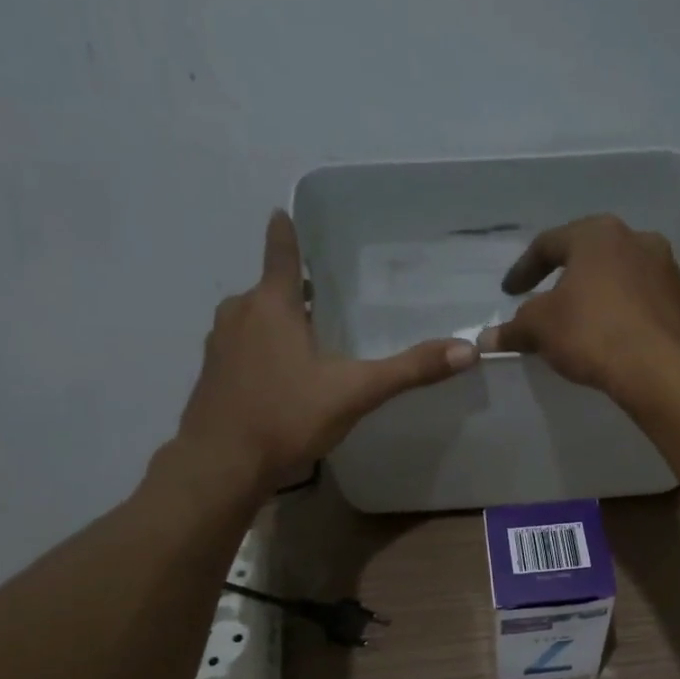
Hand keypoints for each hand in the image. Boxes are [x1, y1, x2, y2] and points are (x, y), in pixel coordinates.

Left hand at [175, 212, 477, 483]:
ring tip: (307, 340)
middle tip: (323, 297)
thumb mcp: (355, 392)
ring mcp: (219, 345)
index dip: (285, 233)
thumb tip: (468, 351)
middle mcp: (239, 314)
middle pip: (268, 290)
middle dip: (292, 292)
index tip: (282, 213)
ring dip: (275, 323)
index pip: (280, 253)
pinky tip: (280, 379)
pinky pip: (240, 349)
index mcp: (271, 305)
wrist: (222, 464)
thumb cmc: (287, 416)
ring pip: (252, 320)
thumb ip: (409, 370)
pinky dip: (260, 351)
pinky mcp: (211, 376)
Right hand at [479, 215, 679, 394]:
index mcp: (598, 235)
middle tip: (550, 301)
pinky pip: (646, 303)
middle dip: (569, 278)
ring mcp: (668, 270)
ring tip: (585, 322)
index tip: (510, 292)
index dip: (524, 269)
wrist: (661, 369)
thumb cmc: (592, 333)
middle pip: (591, 256)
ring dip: (602, 295)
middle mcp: (638, 240)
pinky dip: (627, 314)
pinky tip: (617, 338)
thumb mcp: (540, 329)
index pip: (549, 244)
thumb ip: (514, 328)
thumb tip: (488, 338)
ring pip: (623, 277)